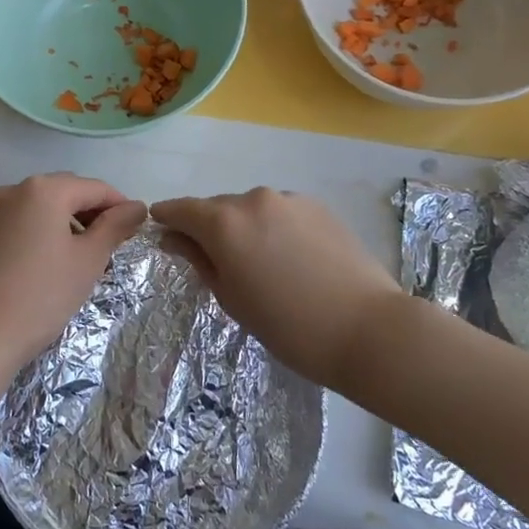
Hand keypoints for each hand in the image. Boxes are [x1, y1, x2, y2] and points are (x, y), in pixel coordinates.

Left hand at [0, 174, 147, 378]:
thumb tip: (136, 206)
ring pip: (34, 207)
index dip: (119, 206)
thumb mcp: (88, 260)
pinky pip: (10, 223)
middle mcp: (11, 190)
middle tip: (106, 244)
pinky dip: (30, 233)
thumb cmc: (42, 296)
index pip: (94, 188)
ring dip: (58, 222)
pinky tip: (35, 263)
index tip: (134, 228)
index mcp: (44, 190)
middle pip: (62, 192)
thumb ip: (115, 226)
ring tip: (72, 255)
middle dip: (88, 212)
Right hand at [152, 188, 407, 388]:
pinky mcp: (319, 207)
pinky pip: (281, 212)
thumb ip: (200, 261)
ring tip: (260, 264)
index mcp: (224, 223)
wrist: (368, 329)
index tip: (160, 230)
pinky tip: (290, 259)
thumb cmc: (288, 326)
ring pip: (252, 209)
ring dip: (245, 228)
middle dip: (209, 228)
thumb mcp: (232, 299)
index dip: (167, 219)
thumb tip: (176, 239)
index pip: (181, 209)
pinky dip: (274, 228)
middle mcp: (254, 200)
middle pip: (217, 208)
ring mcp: (289, 200)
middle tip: (215, 262)